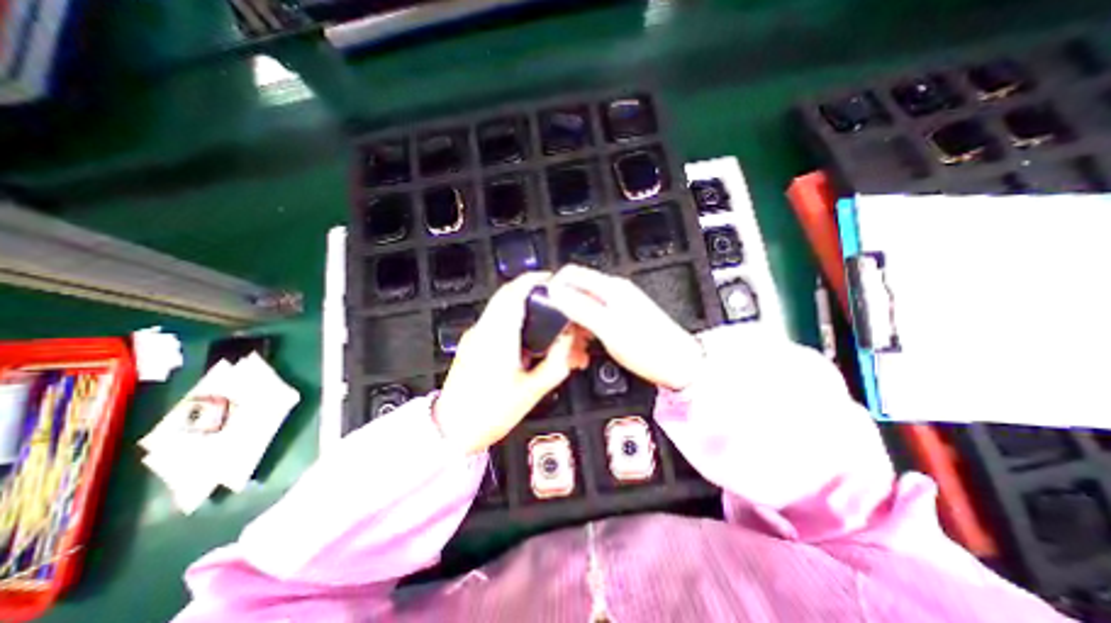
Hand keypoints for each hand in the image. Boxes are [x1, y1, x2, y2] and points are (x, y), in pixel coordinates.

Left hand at [431, 272, 590, 452]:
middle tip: (555, 303)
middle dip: (533, 293)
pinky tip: (530, 341)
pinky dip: (515, 322)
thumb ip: (556, 362)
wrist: (452, 430)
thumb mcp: (532, 390)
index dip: (534, 281)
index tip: (552, 280)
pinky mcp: (473, 344)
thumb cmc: (490, 413)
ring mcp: (475, 336)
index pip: (514, 293)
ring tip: (546, 325)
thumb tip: (568, 342)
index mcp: (498, 337)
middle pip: (508, 296)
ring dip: (525, 309)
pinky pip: (497, 322)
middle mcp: (483, 330)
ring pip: (503, 308)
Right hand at [546, 266, 700, 391]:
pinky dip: (585, 330)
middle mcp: (613, 292)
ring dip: (573, 323)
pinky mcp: (621, 319)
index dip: (553, 286)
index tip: (543, 308)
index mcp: (610, 288)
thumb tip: (555, 292)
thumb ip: (580, 307)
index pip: (571, 273)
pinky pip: (594, 318)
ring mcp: (618, 305)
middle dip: (562, 309)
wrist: (679, 364)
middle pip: (576, 290)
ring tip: (572, 346)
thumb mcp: (608, 328)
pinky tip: (585, 346)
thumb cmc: (648, 348)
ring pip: (583, 306)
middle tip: (558, 333)